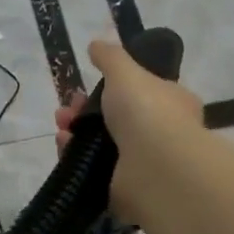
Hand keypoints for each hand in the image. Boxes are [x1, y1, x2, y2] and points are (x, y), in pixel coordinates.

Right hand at [56, 38, 204, 223]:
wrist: (155, 167)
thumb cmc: (146, 111)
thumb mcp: (126, 71)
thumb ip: (110, 57)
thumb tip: (96, 44)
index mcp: (172, 103)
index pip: (143, 91)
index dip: (113, 86)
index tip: (88, 83)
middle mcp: (162, 134)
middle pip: (116, 118)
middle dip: (86, 110)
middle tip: (66, 108)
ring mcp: (143, 164)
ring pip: (102, 144)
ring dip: (77, 133)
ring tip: (60, 127)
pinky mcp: (125, 189)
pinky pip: (94, 169)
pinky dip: (76, 157)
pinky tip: (63, 147)